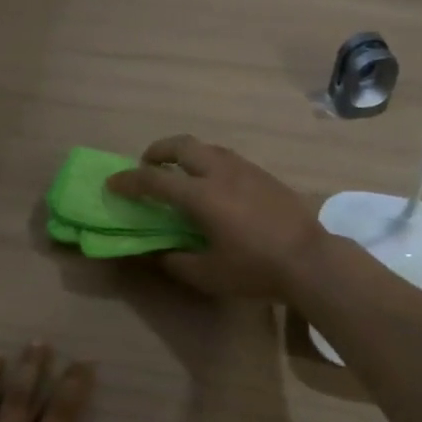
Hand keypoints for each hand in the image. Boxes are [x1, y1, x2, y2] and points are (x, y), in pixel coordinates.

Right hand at [104, 135, 324, 301]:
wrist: (309, 259)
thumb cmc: (255, 268)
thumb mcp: (208, 274)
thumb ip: (176, 262)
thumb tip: (158, 253)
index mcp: (201, 196)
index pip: (155, 180)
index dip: (129, 181)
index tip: (112, 183)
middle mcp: (220, 172)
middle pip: (182, 146)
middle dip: (158, 150)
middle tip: (146, 164)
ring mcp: (245, 169)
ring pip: (207, 147)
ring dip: (185, 153)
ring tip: (179, 171)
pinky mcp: (263, 174)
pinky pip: (226, 157)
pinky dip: (208, 161)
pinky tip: (213, 182)